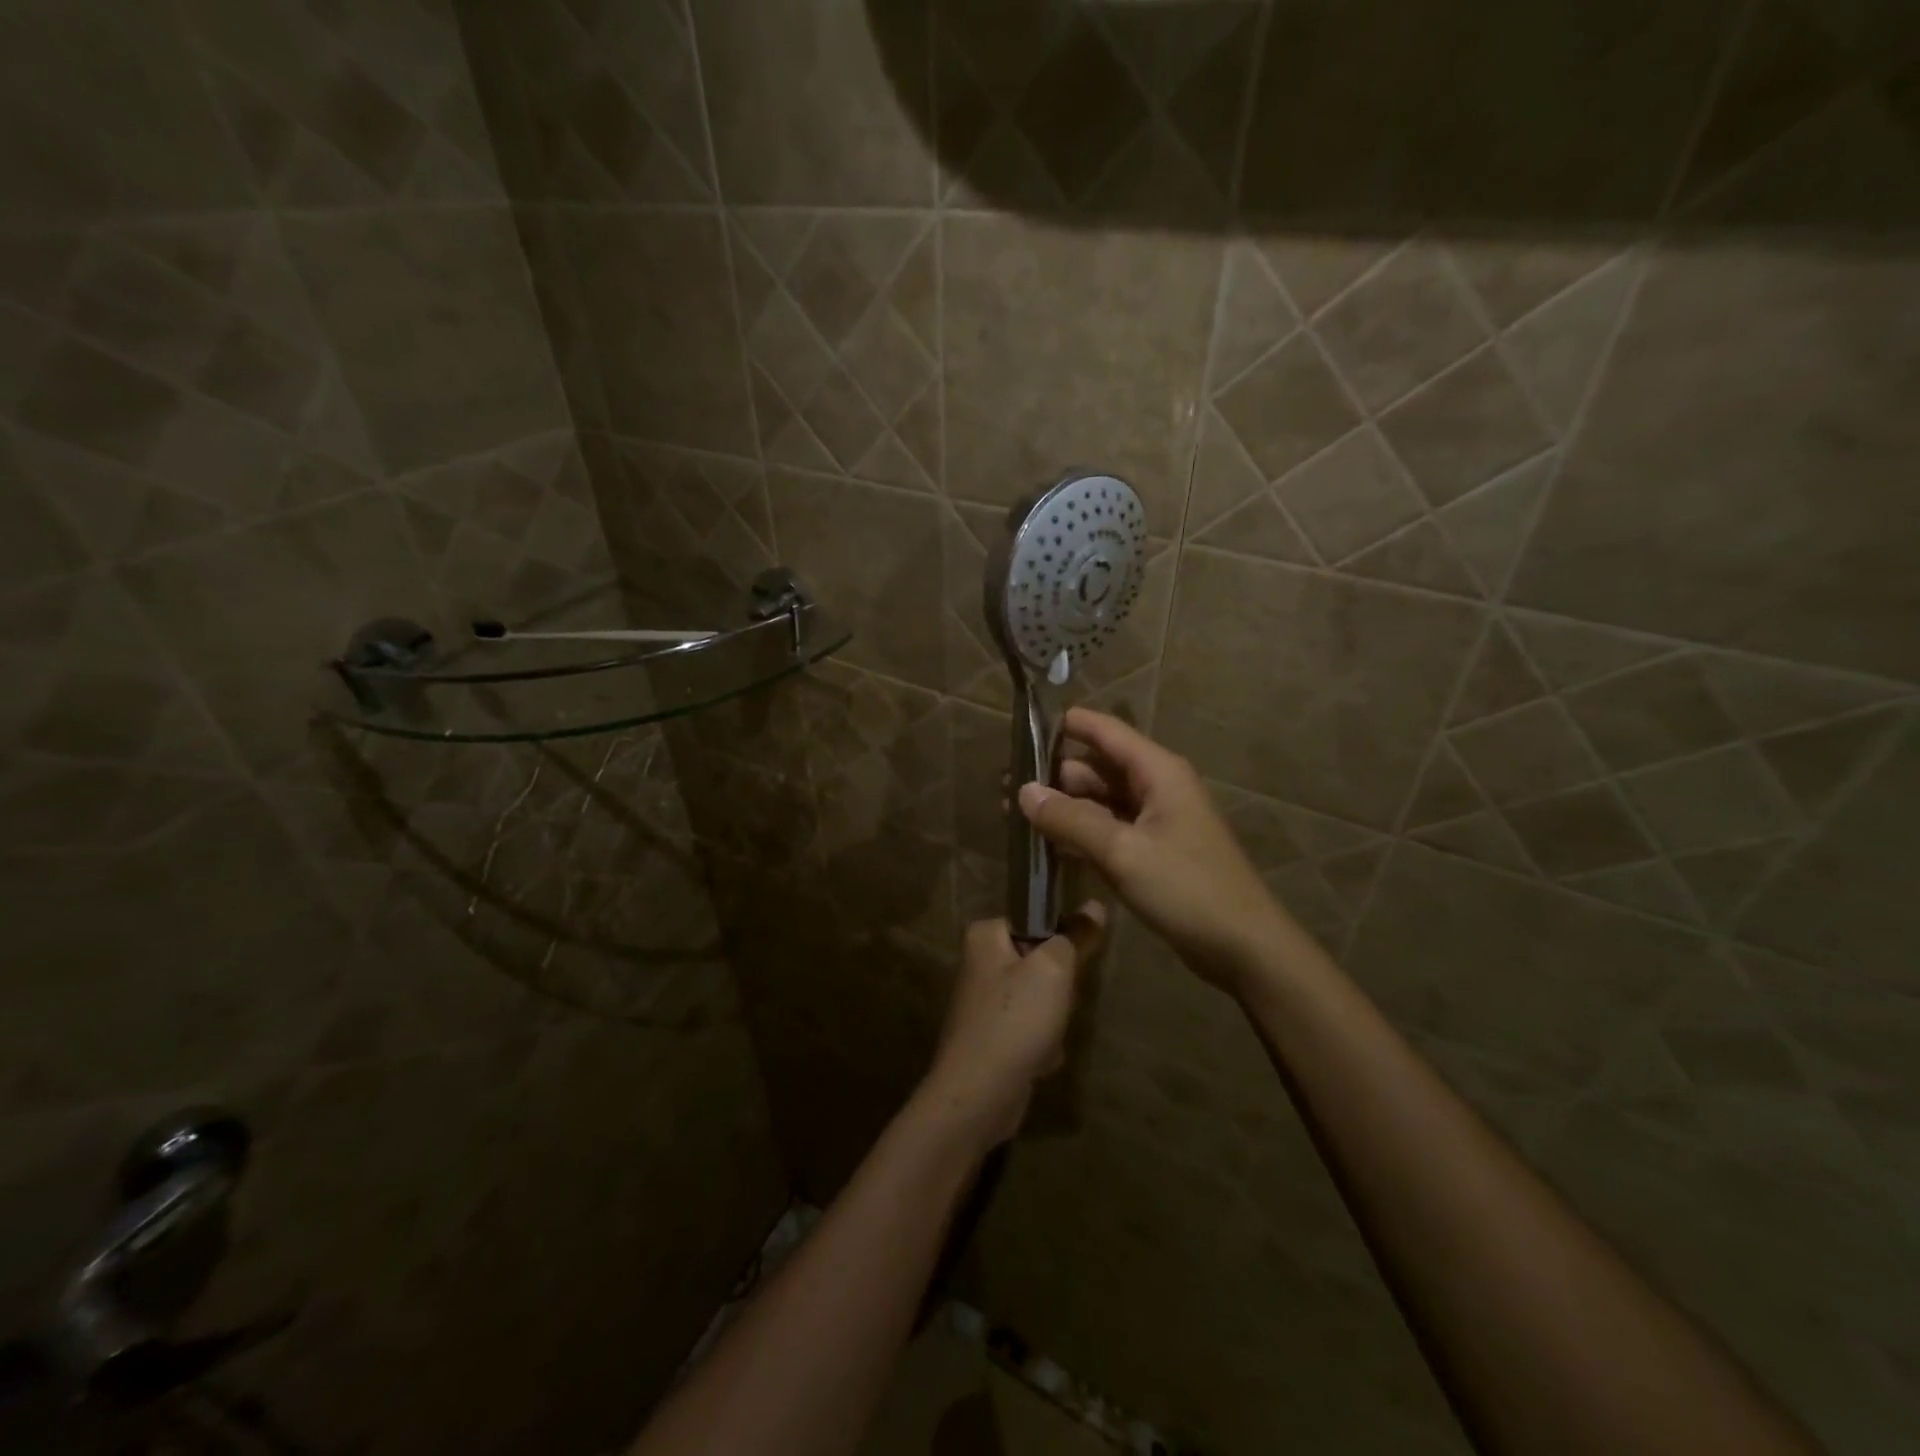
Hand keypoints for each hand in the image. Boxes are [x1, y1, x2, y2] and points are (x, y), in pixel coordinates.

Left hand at [920, 907, 1107, 1144]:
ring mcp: (985, 1001)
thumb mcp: (1054, 970)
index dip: (1061, 940)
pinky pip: (1031, 1028)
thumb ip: (1076, 936)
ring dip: (1054, 1019)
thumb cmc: (1015, 1020)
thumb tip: (1095, 905)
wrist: (978, 1095)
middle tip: (1058, 1005)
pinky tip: (1038, 1060)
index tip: (1072, 964)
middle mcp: (980, 962)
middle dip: (1059, 988)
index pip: (1036, 919)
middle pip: (1041, 960)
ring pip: (1041, 997)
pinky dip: (1041, 1043)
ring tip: (1047, 1037)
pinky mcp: (992, 1035)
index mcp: (985, 935)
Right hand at [1017, 709, 1293, 988]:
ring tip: (1014, 817)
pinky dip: (1079, 835)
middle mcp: (1155, 788)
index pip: (1104, 731)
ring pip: (1099, 802)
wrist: (1243, 947)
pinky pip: (1107, 831)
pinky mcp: (1151, 852)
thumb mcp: (1122, 851)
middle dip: (1053, 776)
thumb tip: (1023, 791)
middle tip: (1004, 788)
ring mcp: (1154, 822)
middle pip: (1097, 768)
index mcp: (1157, 772)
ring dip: (1062, 808)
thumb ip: (1070, 819)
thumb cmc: (1187, 889)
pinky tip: (1046, 846)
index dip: (1065, 726)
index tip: (1022, 730)